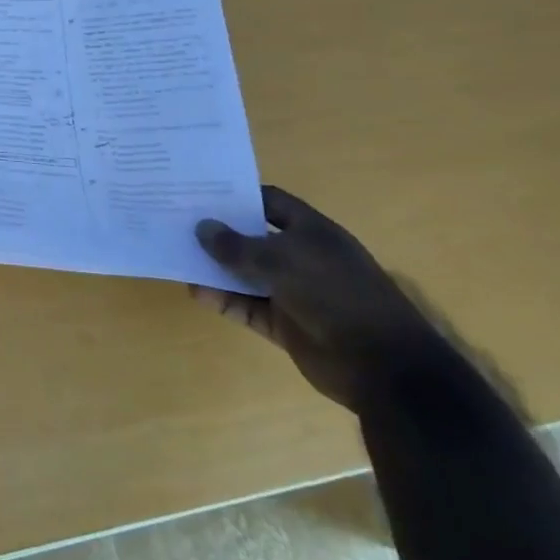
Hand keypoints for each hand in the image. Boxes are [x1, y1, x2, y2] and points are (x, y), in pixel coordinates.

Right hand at [192, 186, 447, 412]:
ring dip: (216, 269)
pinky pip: (248, 306)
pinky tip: (196, 292)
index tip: (199, 192)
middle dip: (219, 232)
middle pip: (253, 237)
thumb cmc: (335, 295)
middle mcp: (302, 257)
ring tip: (177, 257)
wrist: (383, 366)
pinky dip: (224, 300)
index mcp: (312, 232)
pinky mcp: (286, 324)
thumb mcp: (281, 260)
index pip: (269, 202)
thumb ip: (236, 245)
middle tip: (176, 222)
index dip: (237, 195)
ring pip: (246, 274)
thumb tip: (201, 227)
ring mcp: (294, 292)